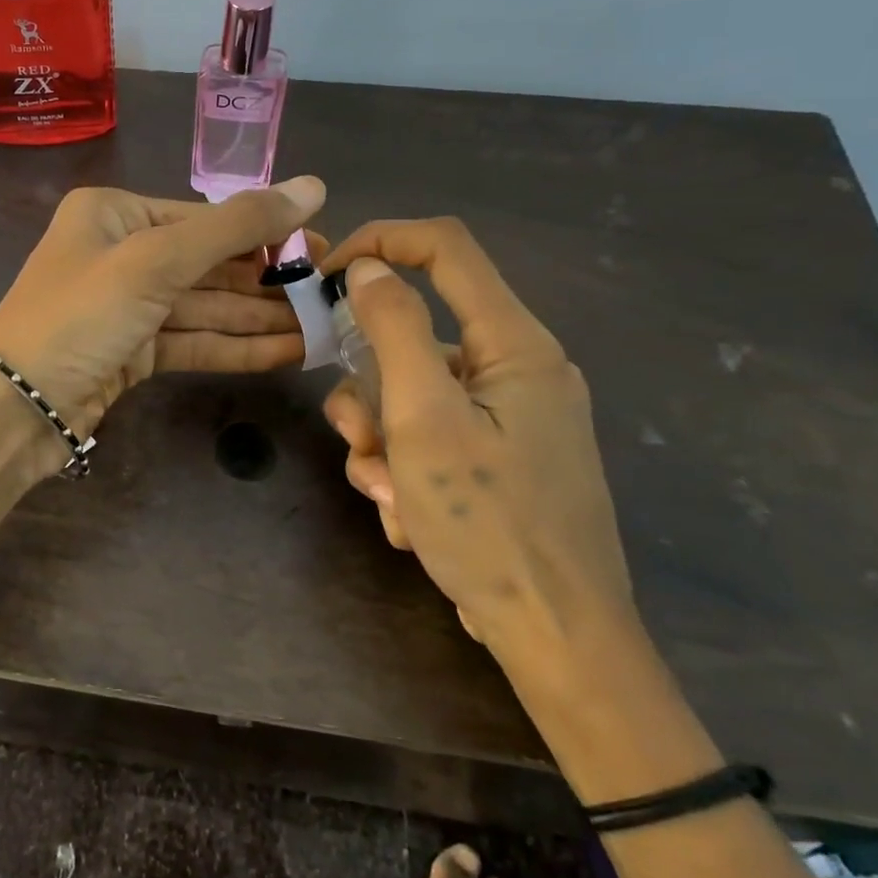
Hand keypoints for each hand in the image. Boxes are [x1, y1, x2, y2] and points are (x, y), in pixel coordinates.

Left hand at [0, 177, 326, 465]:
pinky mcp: (132, 353)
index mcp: (114, 214)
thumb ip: (236, 228)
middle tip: (331, 291)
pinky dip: (236, 348)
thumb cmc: (80, 315)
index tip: (322, 246)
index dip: (265, 233)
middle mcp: (120, 253)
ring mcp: (126, 307)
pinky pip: (192, 342)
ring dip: (260, 320)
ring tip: (322, 327)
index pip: (203, 218)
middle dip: (267, 282)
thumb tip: (314, 185)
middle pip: (208, 264)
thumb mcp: (156, 261)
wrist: (16, 407)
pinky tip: (288, 354)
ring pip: (205, 308)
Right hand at [320, 219, 634, 668]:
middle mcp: (516, 370)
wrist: (553, 635)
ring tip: (392, 498)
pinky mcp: (495, 458)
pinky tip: (412, 521)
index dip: (380, 242)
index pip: (445, 248)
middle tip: (363, 443)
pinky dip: (405, 472)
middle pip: (413, 339)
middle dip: (371, 393)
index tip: (324, 278)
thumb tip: (369, 271)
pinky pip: (427, 439)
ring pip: (409, 397)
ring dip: (381, 445)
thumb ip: (394, 332)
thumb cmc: (489, 522)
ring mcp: (507, 418)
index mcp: (515, 345)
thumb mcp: (425, 420)